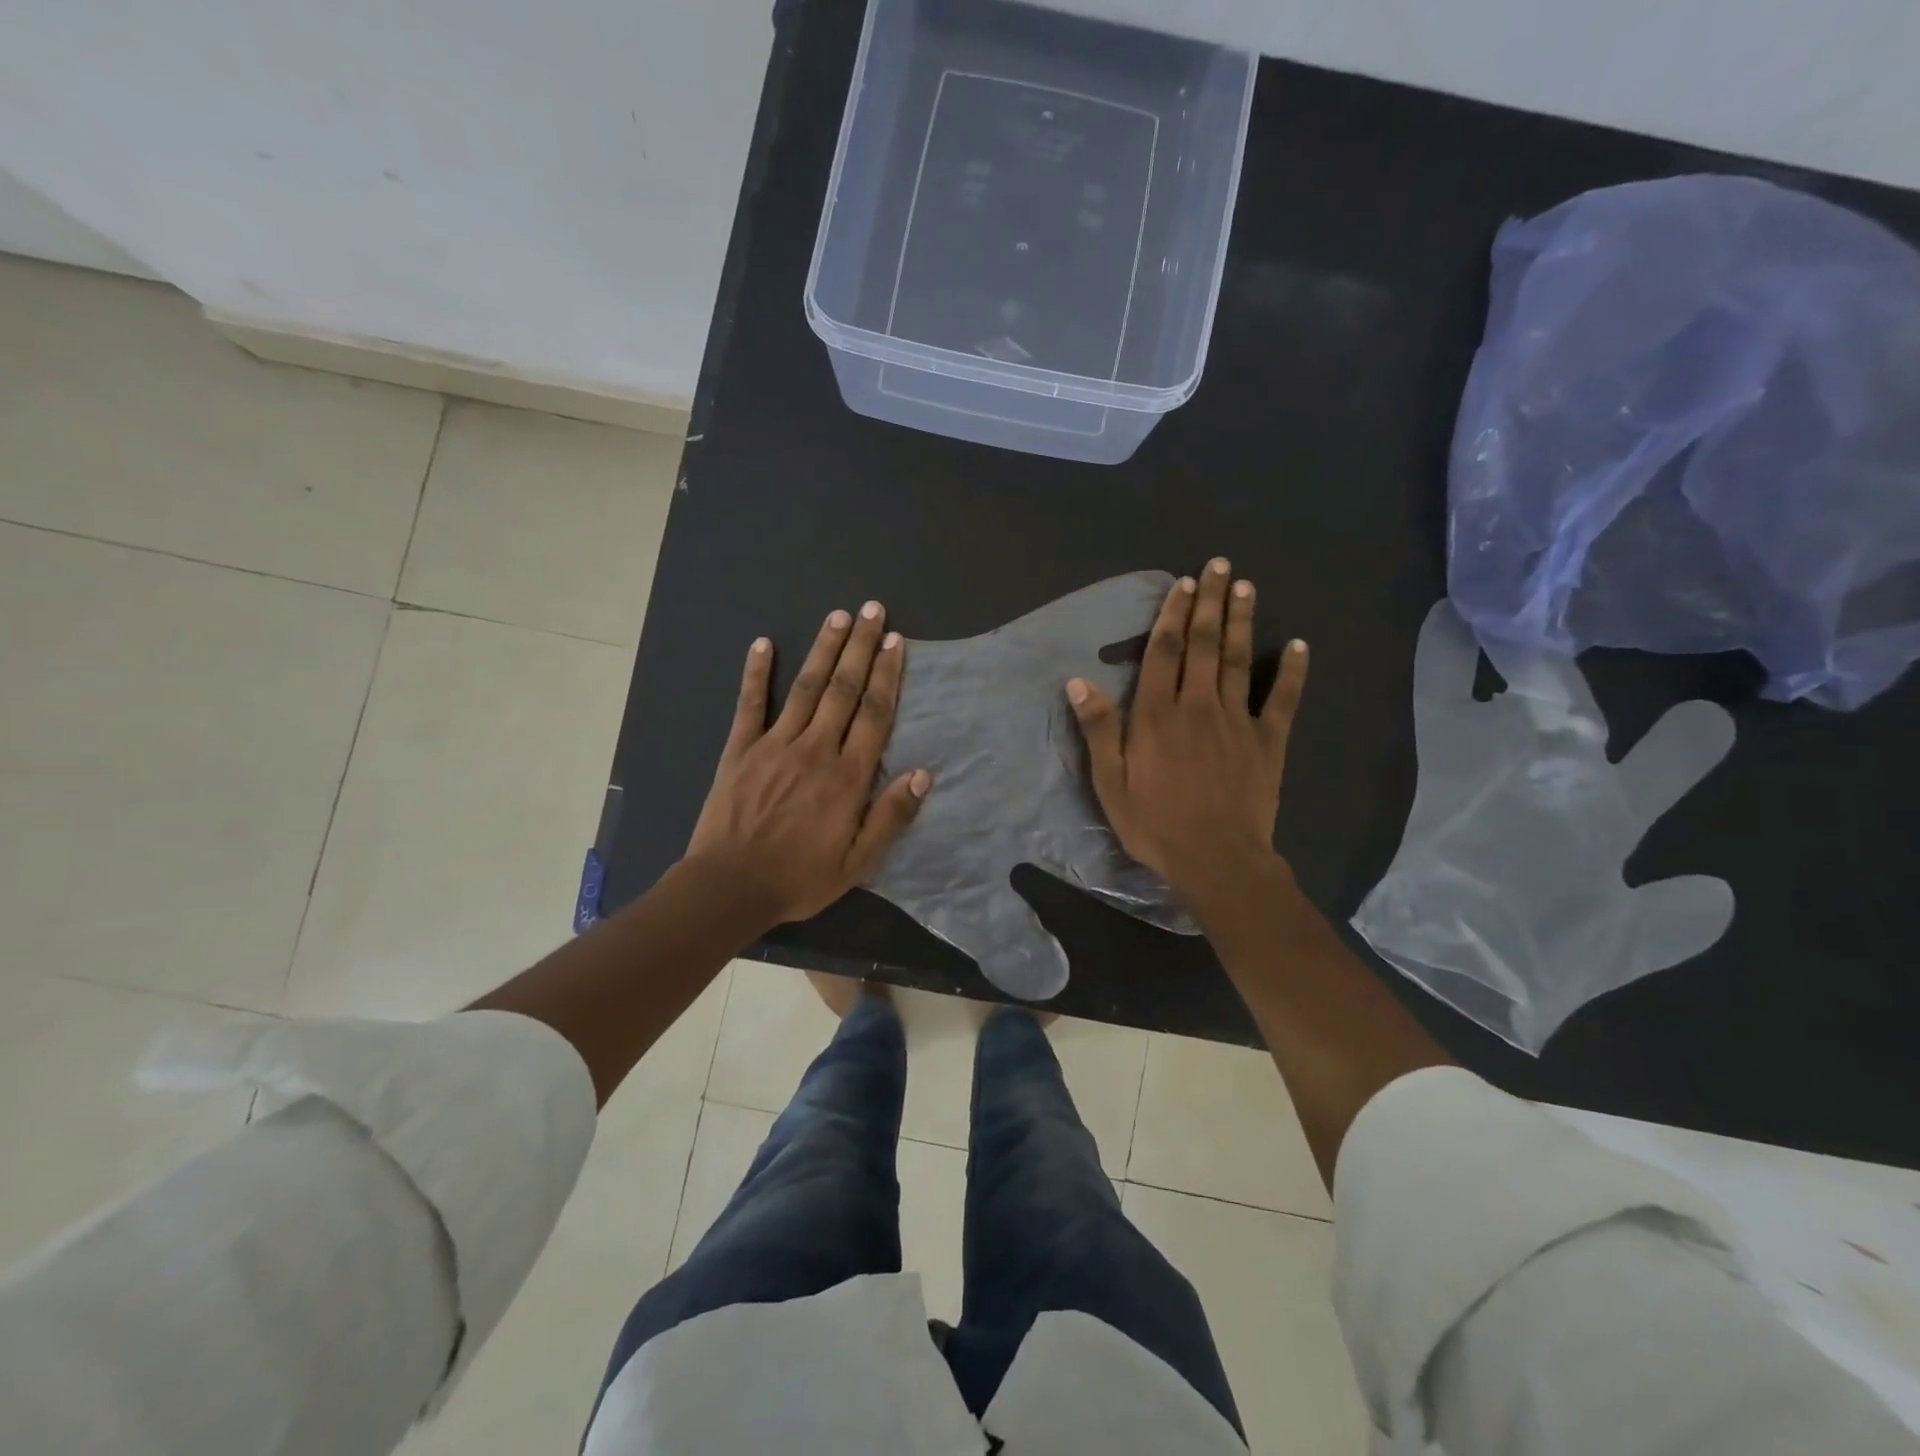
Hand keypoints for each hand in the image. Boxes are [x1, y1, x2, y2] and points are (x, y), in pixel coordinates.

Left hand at [685, 603, 930, 926]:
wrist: (729, 887)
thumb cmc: (799, 878)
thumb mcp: (857, 862)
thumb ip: (890, 817)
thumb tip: (922, 774)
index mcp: (847, 777)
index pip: (873, 714)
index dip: (887, 675)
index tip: (895, 642)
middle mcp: (814, 749)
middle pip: (842, 689)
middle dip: (860, 647)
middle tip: (872, 610)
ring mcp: (774, 745)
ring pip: (805, 688)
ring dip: (823, 649)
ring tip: (837, 616)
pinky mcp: (740, 749)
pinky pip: (750, 704)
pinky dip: (756, 673)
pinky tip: (763, 644)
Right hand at [1066, 558, 1307, 908]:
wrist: (1216, 859)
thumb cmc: (1155, 824)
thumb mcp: (1110, 783)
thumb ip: (1099, 730)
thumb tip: (1079, 682)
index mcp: (1157, 715)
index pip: (1164, 652)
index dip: (1172, 615)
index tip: (1182, 584)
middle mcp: (1198, 705)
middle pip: (1204, 644)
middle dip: (1210, 602)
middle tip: (1218, 566)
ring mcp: (1238, 721)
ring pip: (1238, 660)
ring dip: (1242, 621)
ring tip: (1246, 586)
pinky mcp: (1269, 741)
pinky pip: (1282, 699)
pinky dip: (1291, 671)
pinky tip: (1298, 645)